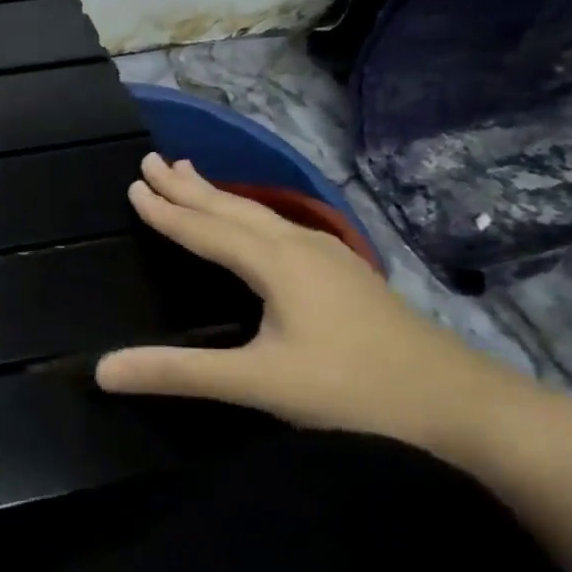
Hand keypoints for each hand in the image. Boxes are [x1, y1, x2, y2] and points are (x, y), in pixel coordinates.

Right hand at [96, 155, 547, 466]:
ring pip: (260, 216)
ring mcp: (331, 260)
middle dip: (189, 186)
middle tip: (152, 160)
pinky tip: (258, 224)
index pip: (206, 229)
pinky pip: (281, 229)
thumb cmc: (358, 392)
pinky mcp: (347, 277)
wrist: (470, 410)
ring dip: (219, 196)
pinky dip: (249, 215)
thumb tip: (101, 371)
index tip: (133, 184)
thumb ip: (179, 372)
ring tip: (192, 175)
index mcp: (278, 264)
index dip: (166, 210)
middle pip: (233, 209)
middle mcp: (301, 249)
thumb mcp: (259, 384)